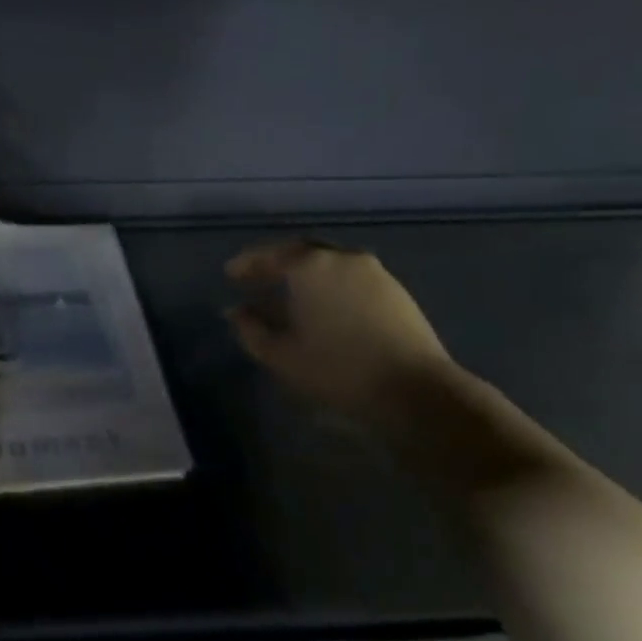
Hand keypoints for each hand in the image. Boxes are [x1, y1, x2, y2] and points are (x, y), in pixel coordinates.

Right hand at [226, 240, 456, 421]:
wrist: (411, 387)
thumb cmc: (335, 368)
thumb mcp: (280, 354)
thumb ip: (251, 329)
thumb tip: (237, 312)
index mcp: (311, 267)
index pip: (272, 255)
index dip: (248, 264)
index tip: (230, 274)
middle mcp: (343, 258)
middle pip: (303, 253)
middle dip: (277, 264)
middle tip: (257, 279)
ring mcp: (374, 272)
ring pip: (329, 265)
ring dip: (305, 276)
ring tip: (288, 296)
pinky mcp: (395, 291)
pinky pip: (350, 279)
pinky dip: (329, 286)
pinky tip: (322, 307)